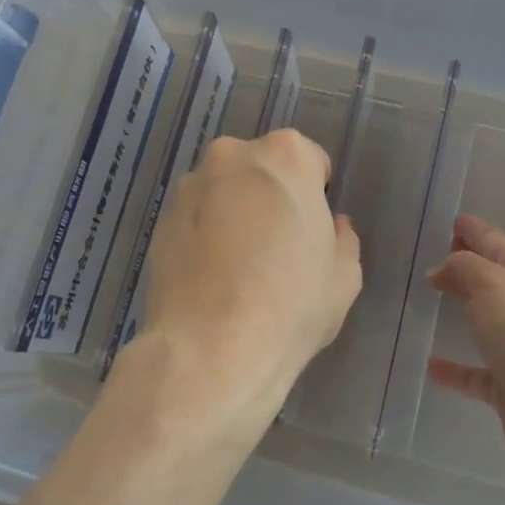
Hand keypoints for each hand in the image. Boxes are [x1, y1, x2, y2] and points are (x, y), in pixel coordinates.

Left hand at [128, 130, 362, 438]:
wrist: (211, 349)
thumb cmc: (291, 303)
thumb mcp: (344, 275)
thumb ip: (342, 238)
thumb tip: (332, 227)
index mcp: (285, 155)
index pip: (310, 161)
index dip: (316, 197)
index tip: (311, 232)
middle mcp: (232, 156)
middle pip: (261, 169)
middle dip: (270, 196)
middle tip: (277, 246)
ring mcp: (190, 187)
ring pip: (224, 192)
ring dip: (234, 213)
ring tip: (238, 268)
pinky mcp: (160, 221)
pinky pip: (195, 220)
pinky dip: (204, 236)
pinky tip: (211, 280)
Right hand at [426, 214, 504, 495]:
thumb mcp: (494, 285)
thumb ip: (464, 268)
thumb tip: (442, 271)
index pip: (497, 245)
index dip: (475, 231)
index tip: (453, 221)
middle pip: (493, 281)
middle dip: (467, 267)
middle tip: (436, 257)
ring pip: (486, 325)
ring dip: (462, 313)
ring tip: (430, 303)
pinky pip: (476, 374)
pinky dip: (455, 368)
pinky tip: (431, 366)